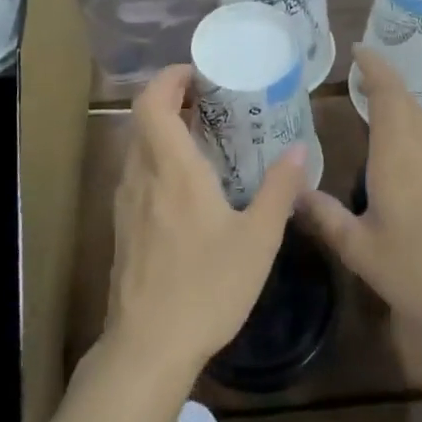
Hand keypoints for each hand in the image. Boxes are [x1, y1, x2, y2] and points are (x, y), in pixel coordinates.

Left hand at [103, 64, 306, 382]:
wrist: (147, 347)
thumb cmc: (206, 288)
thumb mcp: (258, 240)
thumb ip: (279, 191)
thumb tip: (298, 151)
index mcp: (171, 169)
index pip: (151, 102)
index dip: (169, 78)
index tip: (199, 74)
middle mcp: (141, 176)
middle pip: (143, 119)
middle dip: (172, 100)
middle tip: (210, 102)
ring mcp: (125, 203)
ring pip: (138, 147)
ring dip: (164, 131)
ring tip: (204, 139)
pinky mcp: (122, 228)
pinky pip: (137, 175)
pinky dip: (158, 161)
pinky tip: (188, 188)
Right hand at [302, 46, 421, 351]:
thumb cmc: (421, 270)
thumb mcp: (361, 250)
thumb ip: (325, 216)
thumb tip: (294, 191)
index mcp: (399, 148)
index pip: (387, 89)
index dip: (373, 66)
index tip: (359, 50)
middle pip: (407, 102)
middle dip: (384, 92)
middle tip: (360, 92)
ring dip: (407, 118)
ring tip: (385, 132)